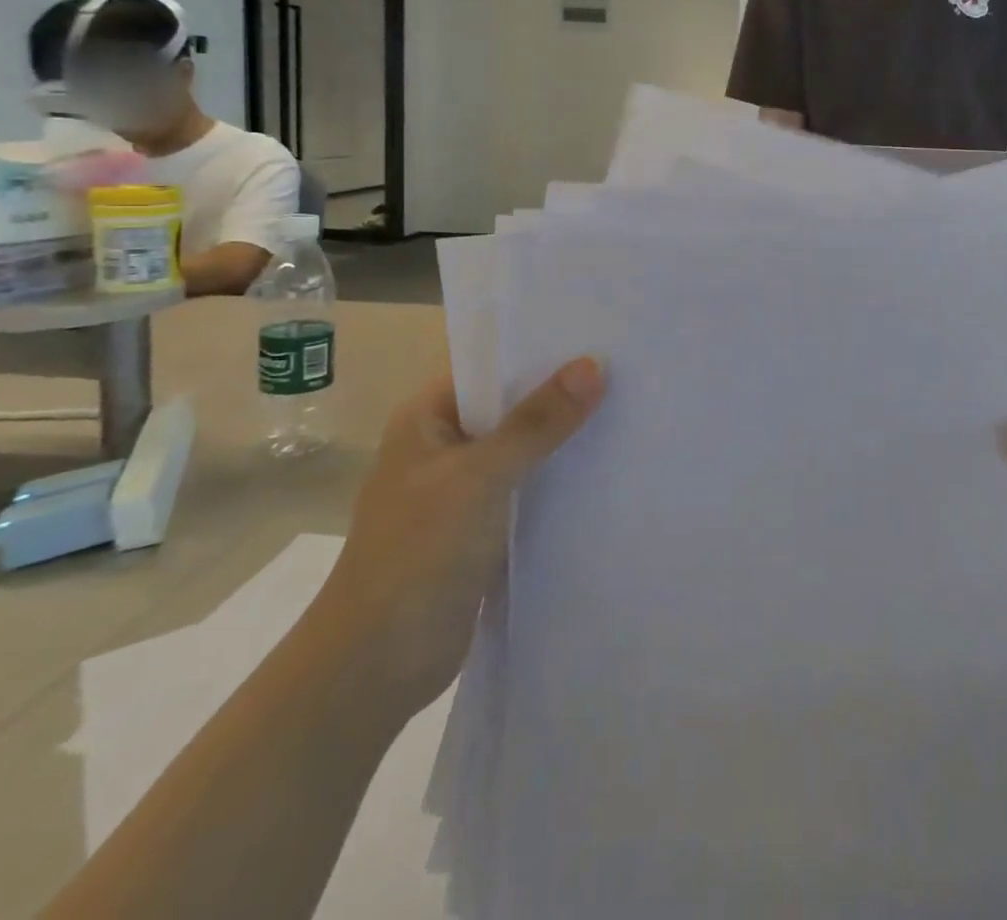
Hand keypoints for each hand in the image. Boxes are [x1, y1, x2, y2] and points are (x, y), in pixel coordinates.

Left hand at [309, 357, 605, 716]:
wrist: (375, 668)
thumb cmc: (417, 554)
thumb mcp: (480, 478)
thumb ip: (536, 423)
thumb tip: (593, 365)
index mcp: (428, 417)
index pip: (491, 366)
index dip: (542, 351)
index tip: (600, 337)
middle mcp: (445, 445)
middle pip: (512, 407)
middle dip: (562, 395)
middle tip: (630, 372)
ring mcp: (463, 489)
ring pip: (524, 450)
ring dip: (565, 439)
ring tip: (630, 412)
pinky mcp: (482, 528)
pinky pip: (528, 489)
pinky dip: (560, 480)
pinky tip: (607, 470)